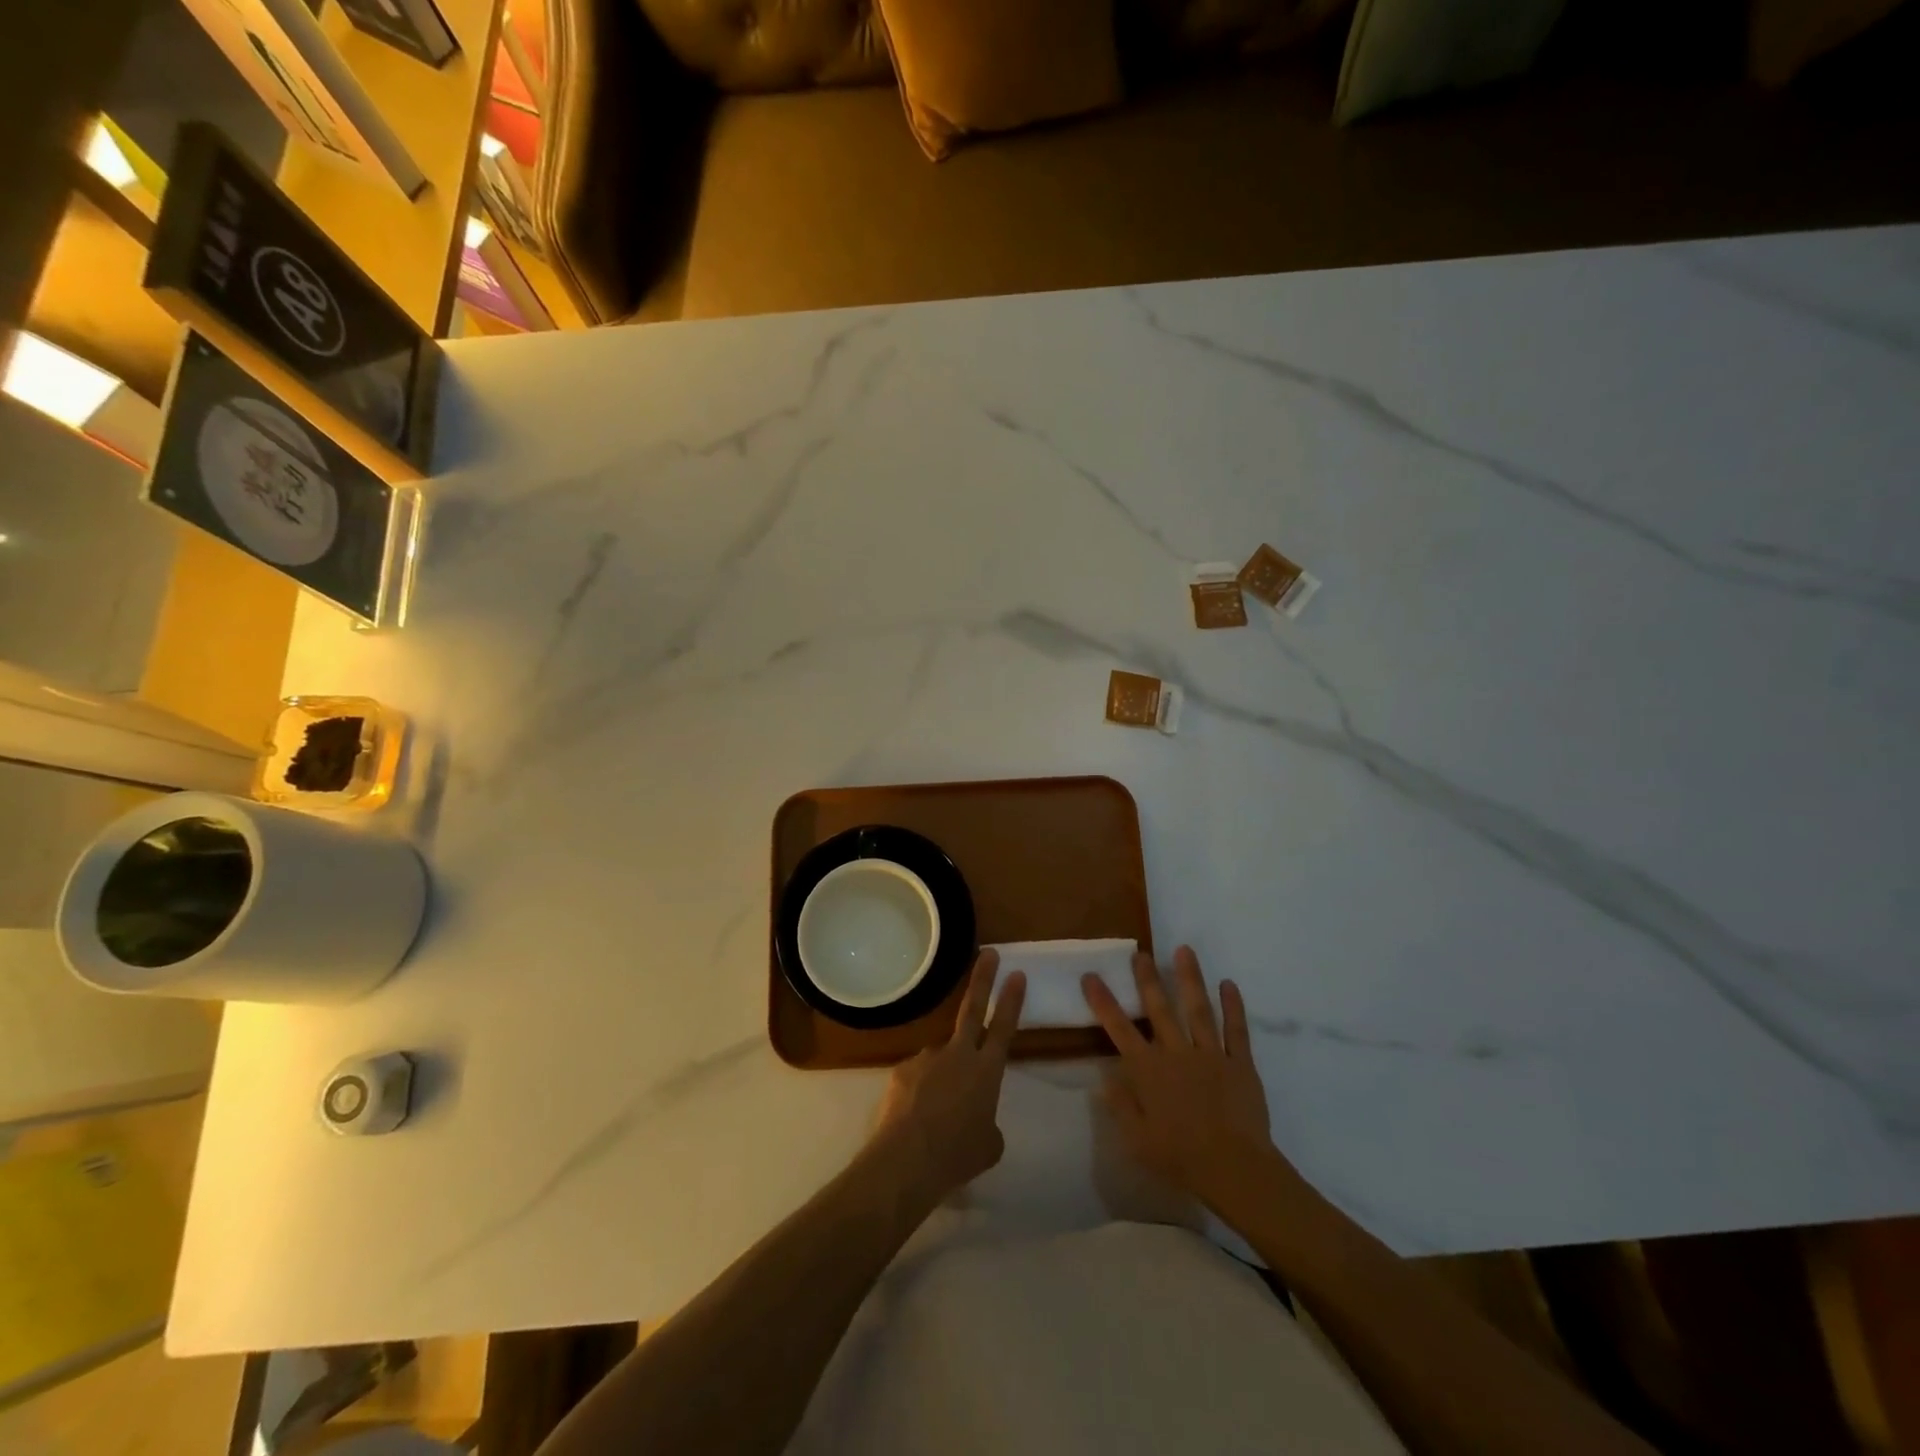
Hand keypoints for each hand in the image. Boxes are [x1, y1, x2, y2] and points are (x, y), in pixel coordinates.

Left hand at [872, 949, 1025, 1204]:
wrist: (907, 1160)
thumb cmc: (957, 1155)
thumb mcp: (988, 1146)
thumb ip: (987, 1123)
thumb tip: (977, 1118)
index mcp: (986, 1071)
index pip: (1005, 1027)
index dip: (1012, 1000)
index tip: (1017, 973)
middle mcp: (958, 1055)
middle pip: (973, 1008)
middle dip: (983, 978)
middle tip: (989, 953)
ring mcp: (928, 1058)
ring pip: (940, 1058)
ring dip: (942, 1077)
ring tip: (935, 1115)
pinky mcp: (902, 1070)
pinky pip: (916, 1077)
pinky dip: (919, 1093)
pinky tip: (915, 1118)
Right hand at [1082, 946, 1275, 1214]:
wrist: (1234, 1168)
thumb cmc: (1180, 1157)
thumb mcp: (1137, 1140)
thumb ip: (1120, 1106)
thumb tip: (1103, 1079)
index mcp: (1149, 1070)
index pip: (1120, 1029)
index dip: (1103, 1001)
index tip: (1091, 976)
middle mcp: (1177, 1053)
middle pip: (1159, 1009)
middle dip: (1148, 979)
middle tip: (1141, 953)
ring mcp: (1211, 1054)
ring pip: (1198, 1009)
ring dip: (1190, 978)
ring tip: (1184, 950)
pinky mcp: (1240, 1063)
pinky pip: (1236, 1030)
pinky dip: (1233, 1006)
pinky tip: (1229, 984)